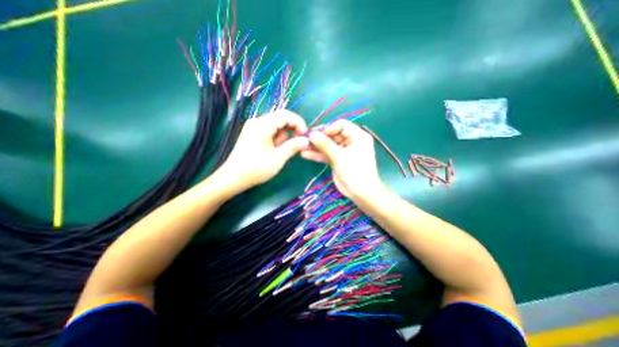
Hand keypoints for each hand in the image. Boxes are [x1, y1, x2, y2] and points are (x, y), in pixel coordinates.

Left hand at [215, 110, 308, 192]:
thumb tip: (307, 140)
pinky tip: (274, 151)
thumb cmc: (256, 169)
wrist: (233, 178)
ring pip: (276, 126)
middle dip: (291, 131)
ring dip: (283, 137)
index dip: (298, 123)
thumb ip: (293, 146)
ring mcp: (254, 127)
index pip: (285, 114)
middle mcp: (257, 121)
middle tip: (297, 145)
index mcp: (262, 125)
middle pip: (281, 119)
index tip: (305, 136)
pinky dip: (276, 139)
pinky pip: (270, 131)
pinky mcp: (253, 134)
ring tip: (280, 152)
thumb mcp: (278, 158)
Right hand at [301, 120, 382, 198]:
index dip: (329, 128)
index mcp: (357, 136)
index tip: (317, 134)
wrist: (361, 193)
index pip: (341, 125)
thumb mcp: (340, 157)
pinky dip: (318, 155)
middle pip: (333, 135)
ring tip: (301, 147)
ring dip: (316, 147)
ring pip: (328, 145)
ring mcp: (343, 151)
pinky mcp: (337, 160)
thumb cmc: (355, 172)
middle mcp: (351, 141)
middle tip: (305, 140)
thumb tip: (312, 134)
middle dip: (319, 138)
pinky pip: (327, 154)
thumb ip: (325, 145)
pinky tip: (305, 154)